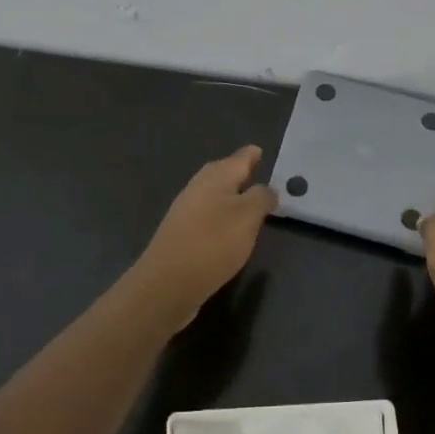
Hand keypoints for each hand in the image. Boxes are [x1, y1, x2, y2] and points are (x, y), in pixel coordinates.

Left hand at [131, 146, 276, 325]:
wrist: (167, 283)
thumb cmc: (213, 242)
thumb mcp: (248, 217)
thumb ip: (261, 198)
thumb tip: (267, 189)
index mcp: (216, 177)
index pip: (239, 158)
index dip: (251, 154)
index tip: (260, 150)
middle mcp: (198, 188)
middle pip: (221, 173)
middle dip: (237, 171)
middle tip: (255, 171)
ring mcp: (186, 211)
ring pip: (212, 194)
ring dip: (228, 194)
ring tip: (246, 201)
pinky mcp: (181, 234)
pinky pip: (206, 215)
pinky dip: (219, 215)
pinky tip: (227, 229)